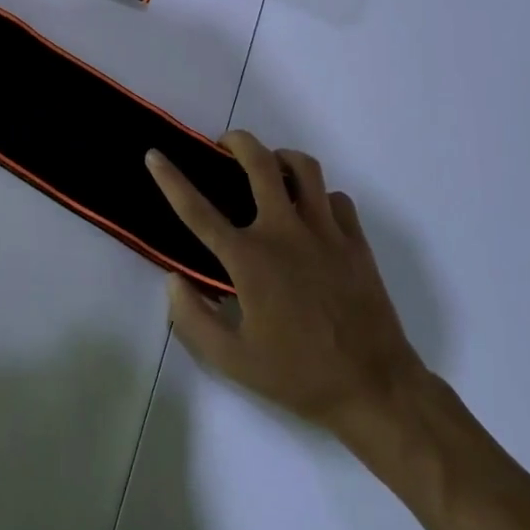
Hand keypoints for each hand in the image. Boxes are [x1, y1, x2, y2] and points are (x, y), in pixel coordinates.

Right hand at [147, 132, 426, 442]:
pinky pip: (335, 198)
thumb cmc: (298, 376)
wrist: (374, 388)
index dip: (170, 179)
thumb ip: (192, 319)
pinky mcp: (355, 240)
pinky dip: (319, 196)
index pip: (198, 211)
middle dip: (237, 141)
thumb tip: (173, 280)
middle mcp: (285, 232)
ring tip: (270, 168)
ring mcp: (325, 232)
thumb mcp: (232, 361)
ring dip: (281, 158)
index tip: (154, 155)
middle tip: (224, 145)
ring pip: (304, 167)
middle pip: (260, 163)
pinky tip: (311, 213)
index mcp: (250, 260)